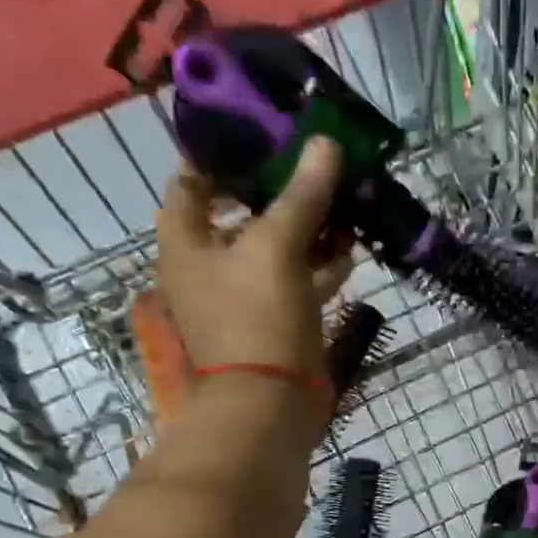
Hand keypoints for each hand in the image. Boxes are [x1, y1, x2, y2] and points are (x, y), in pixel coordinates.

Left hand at [157, 137, 358, 377]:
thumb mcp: (276, 247)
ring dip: (308, 226)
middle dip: (278, 189)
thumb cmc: (256, 318)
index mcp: (186, 242)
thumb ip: (301, 195)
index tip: (262, 134)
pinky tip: (351, 246)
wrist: (272, 404)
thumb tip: (326, 143)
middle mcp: (210, 265)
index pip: (192, 181)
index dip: (222, 155)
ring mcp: (246, 296)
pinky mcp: (278, 320)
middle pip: (241, 213)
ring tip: (343, 198)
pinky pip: (298, 280)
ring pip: (277, 248)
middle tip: (316, 162)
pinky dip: (321, 264)